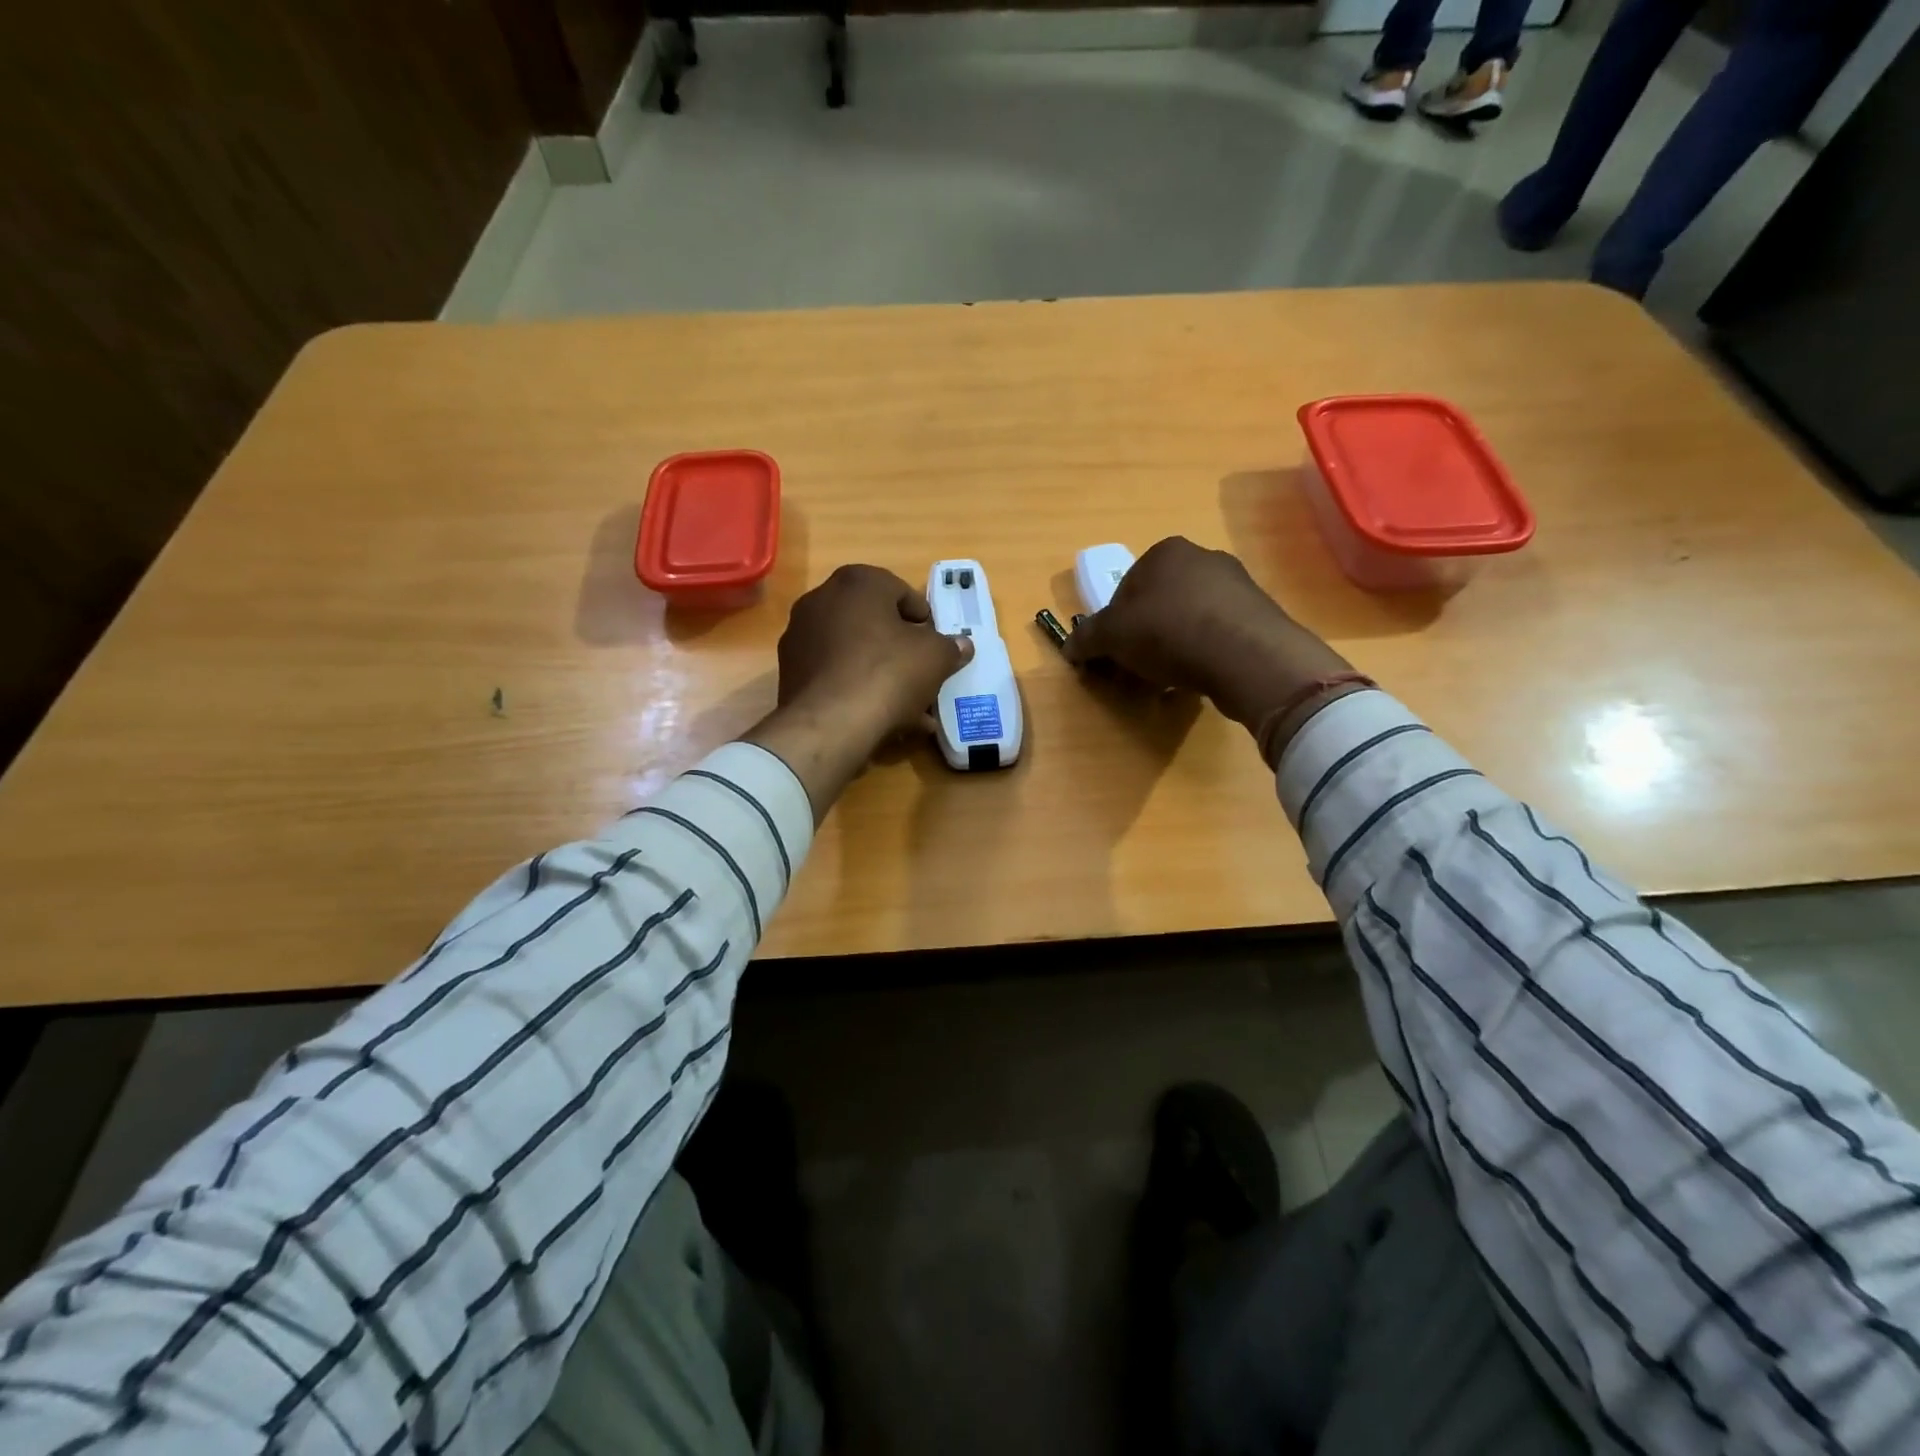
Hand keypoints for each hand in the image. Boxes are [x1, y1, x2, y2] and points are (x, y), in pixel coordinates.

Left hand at [745, 565, 970, 822]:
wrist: (831, 723)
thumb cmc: (889, 673)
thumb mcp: (935, 657)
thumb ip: (950, 647)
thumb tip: (962, 645)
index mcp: (857, 581)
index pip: (900, 591)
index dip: (923, 620)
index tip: (936, 644)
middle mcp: (821, 599)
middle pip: (873, 623)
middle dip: (900, 649)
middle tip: (922, 674)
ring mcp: (799, 636)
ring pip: (854, 652)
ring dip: (881, 673)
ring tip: (907, 707)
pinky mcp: (789, 672)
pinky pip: (834, 675)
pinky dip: (857, 689)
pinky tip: (880, 719)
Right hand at [1063, 537, 1354, 745]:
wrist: (1245, 654)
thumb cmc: (1168, 631)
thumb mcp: (1111, 635)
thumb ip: (1086, 638)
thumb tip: (1069, 647)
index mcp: (1165, 552)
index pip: (1126, 587)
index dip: (1113, 624)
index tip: (1113, 653)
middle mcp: (1202, 558)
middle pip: (1158, 602)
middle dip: (1144, 635)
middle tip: (1137, 668)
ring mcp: (1236, 584)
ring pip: (1188, 619)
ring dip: (1173, 647)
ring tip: (1168, 678)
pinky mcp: (1258, 615)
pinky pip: (1217, 635)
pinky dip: (1203, 654)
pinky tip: (1199, 677)